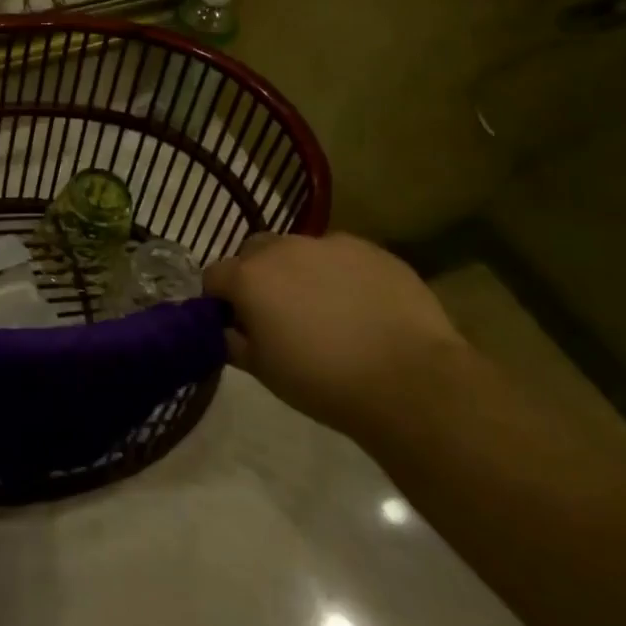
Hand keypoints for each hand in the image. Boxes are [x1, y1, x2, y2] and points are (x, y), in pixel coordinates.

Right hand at [204, 233, 468, 437]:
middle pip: (254, 252)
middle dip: (256, 275)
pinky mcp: (371, 249)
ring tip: (324, 310)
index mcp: (249, 277)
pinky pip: (341, 256)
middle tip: (276, 313)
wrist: (410, 381)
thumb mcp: (263, 371)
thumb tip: (226, 329)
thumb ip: (234, 342)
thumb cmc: (323, 381)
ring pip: (299, 250)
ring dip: (298, 271)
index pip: (214, 276)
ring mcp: (330, 244)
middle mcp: (283, 249)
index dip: (219, 300)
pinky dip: (340, 274)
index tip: (235, 325)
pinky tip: (360, 307)